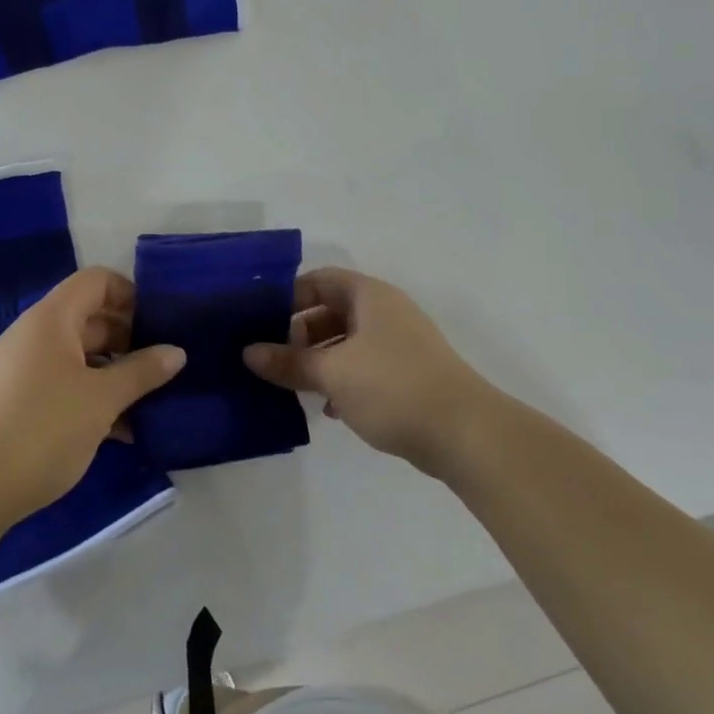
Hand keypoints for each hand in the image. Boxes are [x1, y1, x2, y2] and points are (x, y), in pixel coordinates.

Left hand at [0, 268, 183, 526]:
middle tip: (161, 367)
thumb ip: (141, 372)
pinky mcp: (14, 403)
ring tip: (147, 403)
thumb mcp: (101, 400)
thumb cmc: (40, 429)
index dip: (130, 294)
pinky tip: (118, 431)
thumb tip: (177, 352)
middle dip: (128, 338)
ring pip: (78, 357)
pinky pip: (62, 384)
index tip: (160, 324)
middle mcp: (34, 335)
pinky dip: (90, 397)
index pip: (96, 281)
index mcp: (52, 319)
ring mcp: (21, 370)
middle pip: (89, 318)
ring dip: (113, 374)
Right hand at [244, 268, 494, 475]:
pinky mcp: (407, 374)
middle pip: (330, 310)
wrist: (465, 433)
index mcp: (368, 295)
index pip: (318, 280)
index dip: (288, 297)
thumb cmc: (393, 387)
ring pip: (346, 341)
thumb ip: (289, 361)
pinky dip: (342, 379)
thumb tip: (248, 353)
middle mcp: (384, 311)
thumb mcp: (332, 372)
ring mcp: (399, 343)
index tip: (259, 322)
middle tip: (270, 358)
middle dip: (299, 333)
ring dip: (318, 360)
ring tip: (291, 384)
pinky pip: (363, 366)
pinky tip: (327, 408)